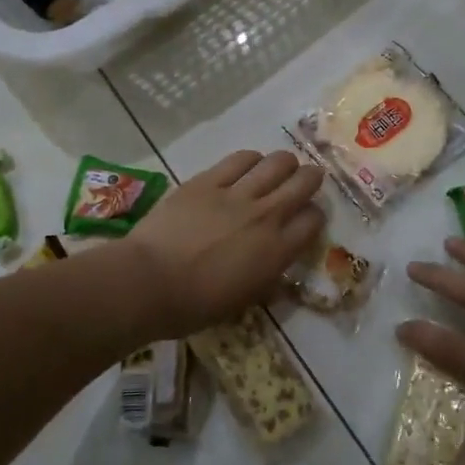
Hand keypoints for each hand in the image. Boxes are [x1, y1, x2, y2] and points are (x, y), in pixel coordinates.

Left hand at [130, 150, 324, 332]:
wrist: (150, 282)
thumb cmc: (195, 305)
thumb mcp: (243, 301)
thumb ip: (266, 278)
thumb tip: (275, 269)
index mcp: (277, 251)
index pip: (314, 220)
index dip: (314, 216)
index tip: (306, 218)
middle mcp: (266, 216)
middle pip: (304, 182)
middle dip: (310, 178)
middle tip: (304, 181)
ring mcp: (237, 194)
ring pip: (277, 163)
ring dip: (283, 164)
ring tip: (277, 169)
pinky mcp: (208, 180)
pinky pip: (240, 159)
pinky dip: (251, 160)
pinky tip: (248, 165)